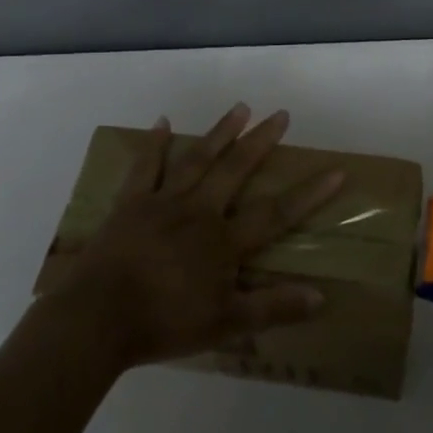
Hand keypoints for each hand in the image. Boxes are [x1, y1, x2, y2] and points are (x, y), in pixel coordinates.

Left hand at [37, 104, 343, 367]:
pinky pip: (144, 168)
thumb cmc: (164, 323)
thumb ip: (272, 308)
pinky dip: (154, 145)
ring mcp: (162, 203)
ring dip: (220, 132)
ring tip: (240, 107)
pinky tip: (162, 123)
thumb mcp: (225, 324)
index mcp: (223, 241)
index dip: (308, 194)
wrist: (95, 320)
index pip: (276, 213)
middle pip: (235, 170)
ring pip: (197, 159)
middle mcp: (198, 211)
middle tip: (281, 114)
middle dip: (261, 142)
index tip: (336, 171)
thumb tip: (320, 297)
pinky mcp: (129, 205)